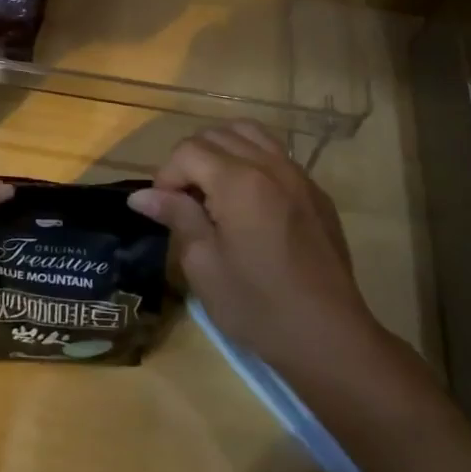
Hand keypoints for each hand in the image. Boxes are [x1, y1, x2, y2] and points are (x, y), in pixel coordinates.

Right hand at [129, 122, 412, 408]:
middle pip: (217, 134)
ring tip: (212, 188)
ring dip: (222, 150)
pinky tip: (247, 200)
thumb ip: (177, 217)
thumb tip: (141, 195)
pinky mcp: (316, 193)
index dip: (166, 175)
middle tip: (184, 200)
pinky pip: (276, 155)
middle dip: (191, 159)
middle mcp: (270, 165)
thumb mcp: (204, 264)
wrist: (329, 337)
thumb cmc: (257, 305)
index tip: (163, 209)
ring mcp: (298, 176)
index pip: (188, 151)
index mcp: (238, 182)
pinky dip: (252, 160)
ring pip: (250, 134)